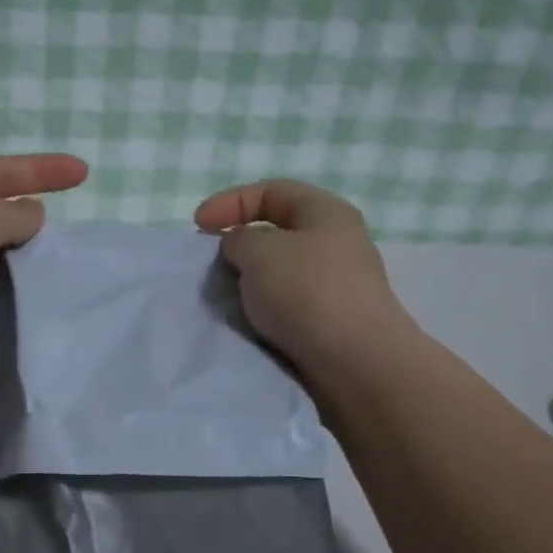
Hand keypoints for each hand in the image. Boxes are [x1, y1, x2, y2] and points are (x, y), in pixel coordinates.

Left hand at [0, 153, 88, 391]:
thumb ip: (14, 212)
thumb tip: (31, 216)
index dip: (36, 169)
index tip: (82, 172)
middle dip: (27, 217)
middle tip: (64, 226)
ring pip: (2, 257)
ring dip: (28, 257)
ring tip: (61, 257)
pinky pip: (4, 294)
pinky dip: (24, 291)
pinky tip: (51, 287)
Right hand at [194, 178, 415, 374]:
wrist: (355, 362)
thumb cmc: (307, 292)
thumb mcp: (260, 251)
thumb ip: (239, 239)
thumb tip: (241, 249)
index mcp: (327, 212)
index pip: (272, 191)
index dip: (231, 201)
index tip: (197, 226)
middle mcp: (337, 243)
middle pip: (278, 233)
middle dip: (239, 245)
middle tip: (212, 264)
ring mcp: (337, 285)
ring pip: (281, 273)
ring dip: (250, 282)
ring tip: (226, 297)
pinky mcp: (331, 321)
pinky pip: (287, 305)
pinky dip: (264, 309)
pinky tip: (249, 322)